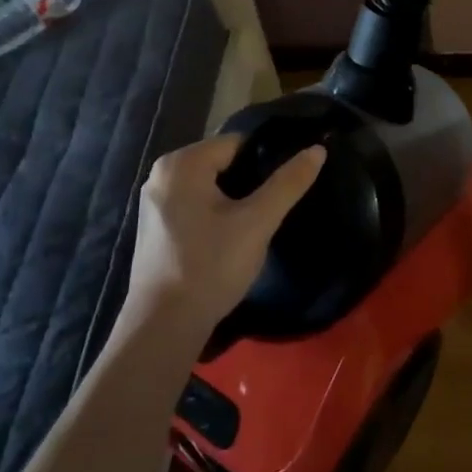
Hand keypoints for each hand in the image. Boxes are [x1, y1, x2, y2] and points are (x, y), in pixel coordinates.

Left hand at [124, 135, 325, 336]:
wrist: (164, 327)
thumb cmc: (211, 266)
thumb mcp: (257, 222)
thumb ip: (288, 183)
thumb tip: (318, 149)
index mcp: (182, 163)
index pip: (237, 144)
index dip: (266, 160)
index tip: (286, 184)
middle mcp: (161, 174)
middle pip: (221, 163)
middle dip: (249, 182)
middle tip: (273, 208)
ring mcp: (153, 203)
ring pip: (208, 187)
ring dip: (233, 200)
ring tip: (257, 224)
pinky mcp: (154, 228)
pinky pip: (193, 206)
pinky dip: (214, 215)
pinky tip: (229, 239)